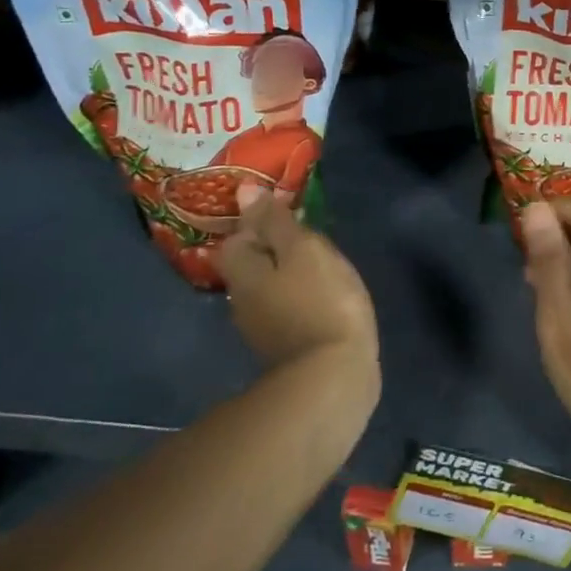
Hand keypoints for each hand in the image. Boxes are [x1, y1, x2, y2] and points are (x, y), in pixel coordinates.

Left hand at [220, 197, 378, 373]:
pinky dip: (301, 297)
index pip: (236, 236)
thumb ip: (275, 221)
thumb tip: (244, 192)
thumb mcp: (303, 249)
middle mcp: (242, 300)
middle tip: (308, 235)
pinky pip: (286, 309)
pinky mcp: (285, 349)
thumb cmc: (321, 300)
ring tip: (321, 263)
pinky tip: (323, 296)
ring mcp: (262, 329)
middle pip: (250, 263)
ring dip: (288, 273)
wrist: (333, 378)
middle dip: (274, 247)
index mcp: (242, 271)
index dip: (259, 221)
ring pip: (269, 287)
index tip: (289, 213)